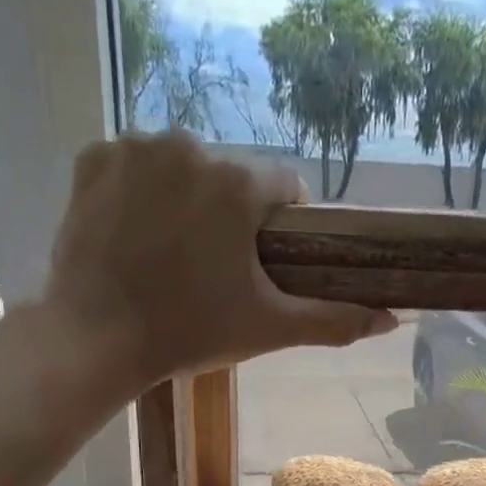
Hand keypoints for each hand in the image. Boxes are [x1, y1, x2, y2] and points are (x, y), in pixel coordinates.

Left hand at [43, 132, 395, 397]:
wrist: (96, 339)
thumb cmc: (190, 333)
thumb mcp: (269, 328)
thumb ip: (334, 320)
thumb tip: (394, 320)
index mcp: (237, 183)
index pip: (284, 187)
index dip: (282, 226)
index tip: (266, 261)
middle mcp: (189, 145)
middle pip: (229, 177)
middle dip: (230, 215)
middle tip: (214, 270)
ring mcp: (134, 147)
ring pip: (181, 168)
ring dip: (185, 201)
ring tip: (171, 256)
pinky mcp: (92, 158)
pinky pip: (132, 167)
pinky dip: (138, 194)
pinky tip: (133, 236)